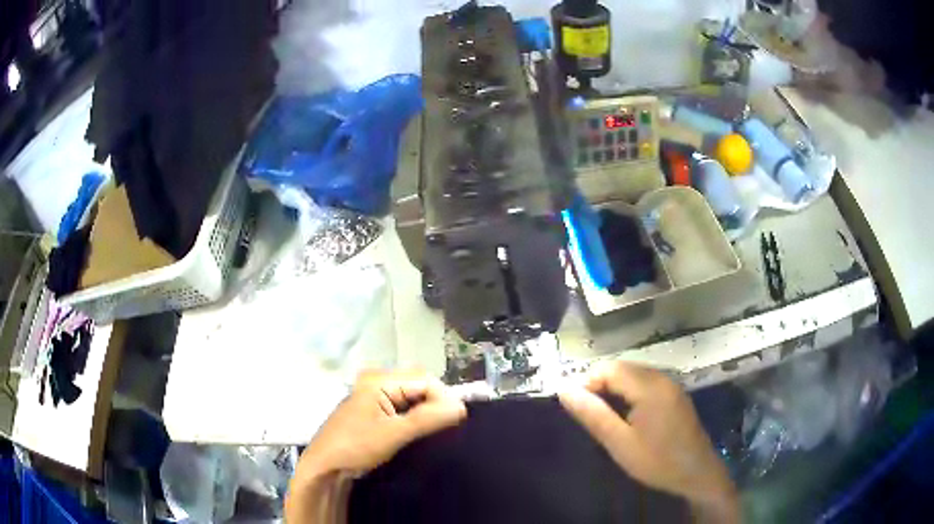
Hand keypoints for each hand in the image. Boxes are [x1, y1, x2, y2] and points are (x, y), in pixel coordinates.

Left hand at [288, 371, 465, 522]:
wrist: (325, 468)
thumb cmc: (355, 447)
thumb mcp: (393, 433)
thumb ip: (427, 418)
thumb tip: (461, 408)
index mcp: (378, 380)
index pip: (424, 379)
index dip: (444, 397)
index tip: (457, 421)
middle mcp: (377, 382)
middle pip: (420, 386)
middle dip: (437, 405)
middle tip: (450, 427)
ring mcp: (376, 397)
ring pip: (414, 399)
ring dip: (428, 413)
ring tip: (440, 432)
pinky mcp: (376, 412)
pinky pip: (405, 409)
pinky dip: (417, 419)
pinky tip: (423, 433)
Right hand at [558, 362, 738, 522]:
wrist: (696, 474)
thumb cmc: (657, 461)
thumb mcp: (619, 443)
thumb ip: (593, 415)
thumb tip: (564, 390)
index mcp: (649, 386)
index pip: (609, 368)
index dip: (588, 384)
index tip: (579, 410)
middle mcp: (662, 377)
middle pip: (621, 368)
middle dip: (600, 387)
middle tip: (591, 417)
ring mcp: (671, 385)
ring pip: (633, 375)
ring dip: (615, 390)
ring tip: (606, 419)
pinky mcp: (675, 394)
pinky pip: (646, 383)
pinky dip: (630, 394)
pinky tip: (628, 418)